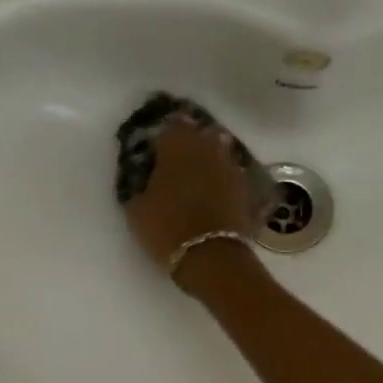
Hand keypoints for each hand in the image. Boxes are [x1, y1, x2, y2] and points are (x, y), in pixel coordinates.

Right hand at [124, 118, 264, 288]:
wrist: (210, 255)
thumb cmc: (166, 227)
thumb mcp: (137, 208)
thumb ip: (139, 185)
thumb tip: (144, 179)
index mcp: (177, 145)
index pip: (171, 126)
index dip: (164, 136)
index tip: (157, 148)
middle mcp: (207, 148)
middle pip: (199, 135)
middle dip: (189, 143)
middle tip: (178, 159)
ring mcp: (230, 166)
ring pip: (219, 151)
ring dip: (209, 158)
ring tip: (198, 174)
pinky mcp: (245, 187)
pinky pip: (231, 173)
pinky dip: (222, 178)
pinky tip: (215, 191)